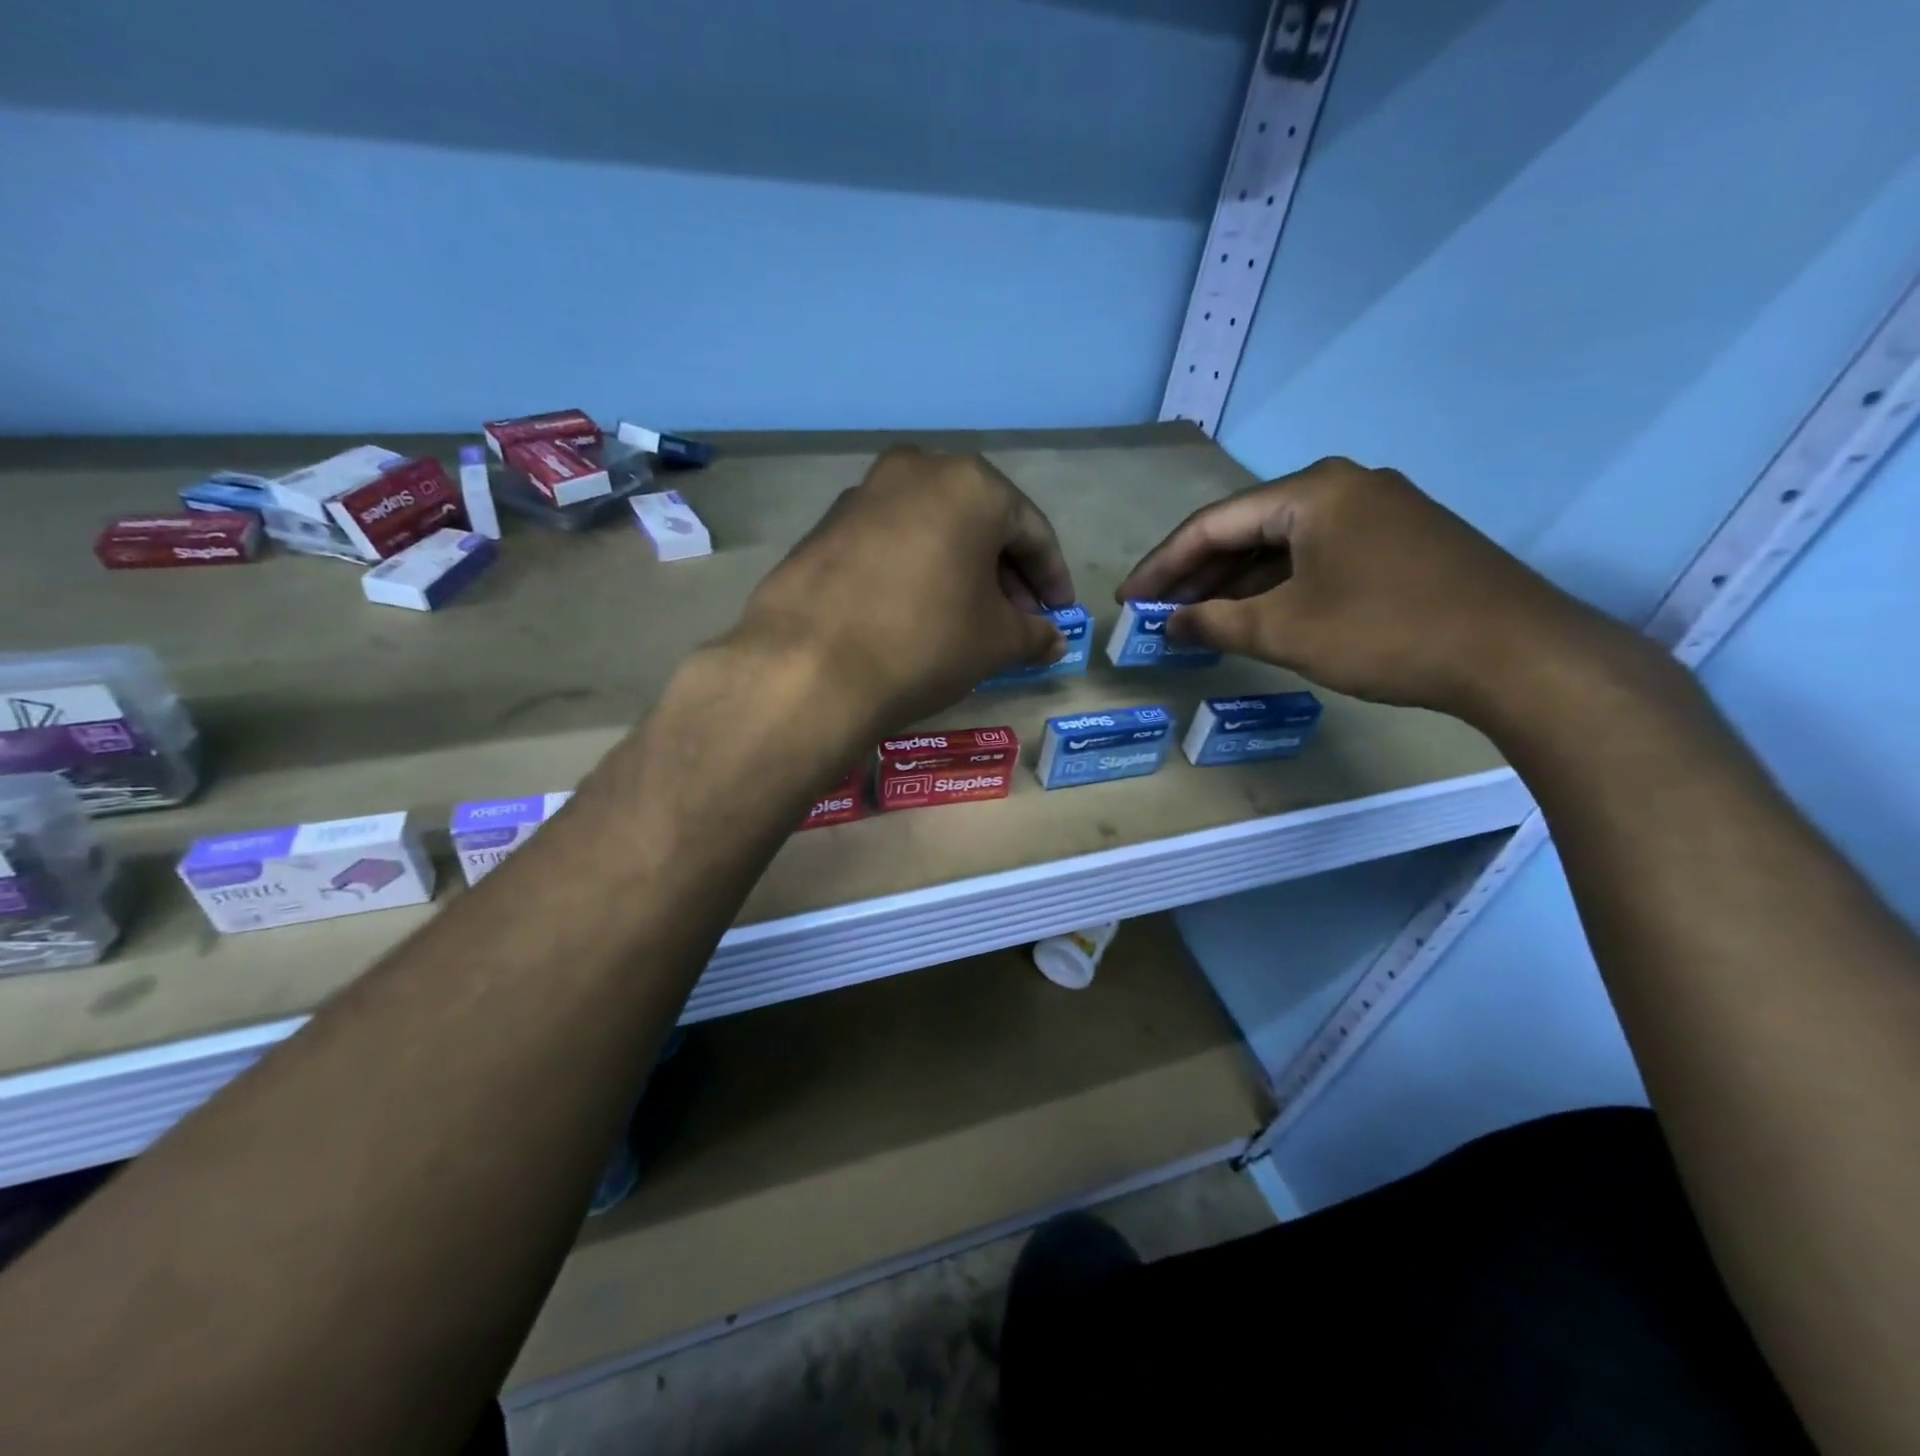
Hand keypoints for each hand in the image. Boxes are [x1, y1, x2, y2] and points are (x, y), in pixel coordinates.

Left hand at [730, 446, 1075, 734]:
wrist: (809, 666)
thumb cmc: (925, 641)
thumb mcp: (996, 642)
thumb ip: (1034, 634)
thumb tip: (1053, 641)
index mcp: (970, 484)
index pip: (1031, 530)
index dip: (1051, 578)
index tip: (1059, 614)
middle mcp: (916, 471)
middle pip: (979, 523)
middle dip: (1005, 574)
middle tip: (1018, 620)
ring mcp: (863, 495)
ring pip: (933, 530)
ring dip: (960, 571)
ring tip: (969, 620)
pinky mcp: (825, 527)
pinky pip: (891, 543)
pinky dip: (916, 571)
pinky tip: (917, 613)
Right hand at [1117, 456, 1618, 719]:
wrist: (1518, 655)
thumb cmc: (1386, 632)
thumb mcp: (1286, 630)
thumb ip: (1216, 623)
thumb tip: (1169, 624)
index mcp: (1312, 492)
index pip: (1213, 523)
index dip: (1162, 564)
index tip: (1128, 598)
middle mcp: (1345, 486)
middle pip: (1248, 529)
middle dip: (1198, 574)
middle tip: (1158, 611)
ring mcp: (1380, 512)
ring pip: (1284, 545)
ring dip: (1237, 582)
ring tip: (1197, 618)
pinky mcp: (1402, 542)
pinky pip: (1319, 557)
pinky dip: (1280, 586)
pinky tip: (1258, 614)